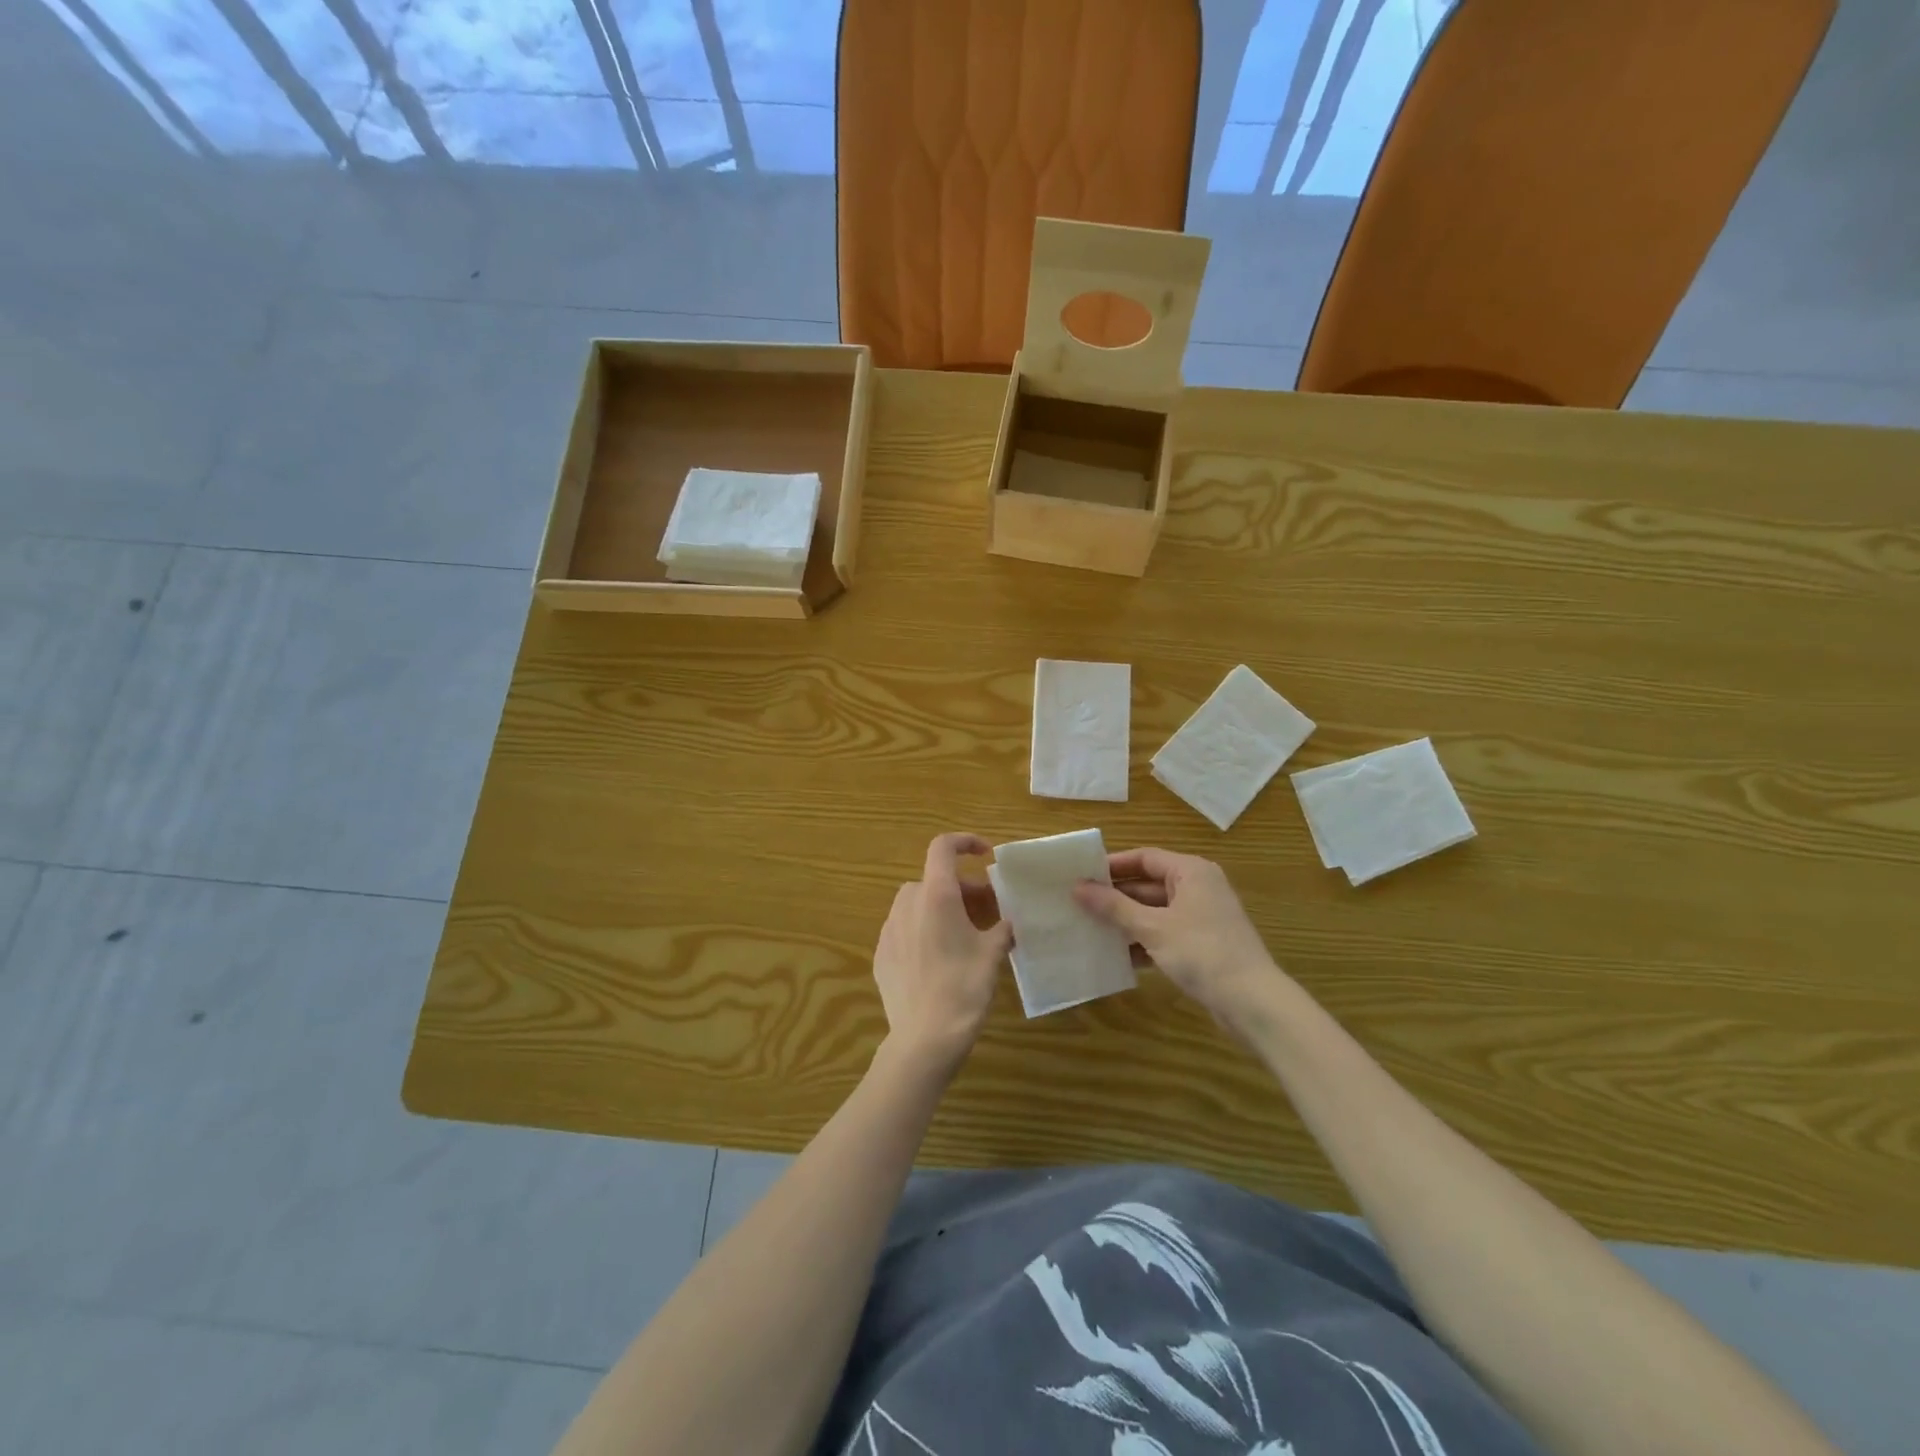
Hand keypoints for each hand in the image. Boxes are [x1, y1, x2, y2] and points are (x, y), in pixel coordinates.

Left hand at [871, 833, 1012, 1071]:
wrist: (924, 1038)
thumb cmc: (963, 988)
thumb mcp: (992, 954)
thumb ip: (1002, 928)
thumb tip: (1007, 922)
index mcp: (936, 895)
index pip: (942, 847)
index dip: (964, 842)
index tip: (985, 854)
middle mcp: (908, 904)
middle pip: (934, 880)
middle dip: (961, 889)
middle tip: (986, 911)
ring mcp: (889, 929)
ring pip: (917, 904)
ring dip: (940, 908)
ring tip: (963, 935)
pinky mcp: (881, 954)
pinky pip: (904, 929)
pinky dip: (923, 931)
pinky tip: (938, 959)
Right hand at [1074, 848, 1294, 1035]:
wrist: (1252, 1002)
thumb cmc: (1202, 952)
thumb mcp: (1152, 927)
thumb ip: (1114, 907)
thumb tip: (1077, 888)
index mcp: (1190, 872)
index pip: (1144, 858)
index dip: (1112, 865)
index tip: (1081, 875)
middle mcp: (1198, 887)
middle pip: (1148, 884)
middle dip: (1115, 897)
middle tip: (1079, 904)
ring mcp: (1201, 917)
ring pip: (1154, 911)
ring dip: (1125, 922)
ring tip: (1090, 930)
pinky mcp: (1202, 944)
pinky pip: (1164, 934)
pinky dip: (1143, 942)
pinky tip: (1117, 957)